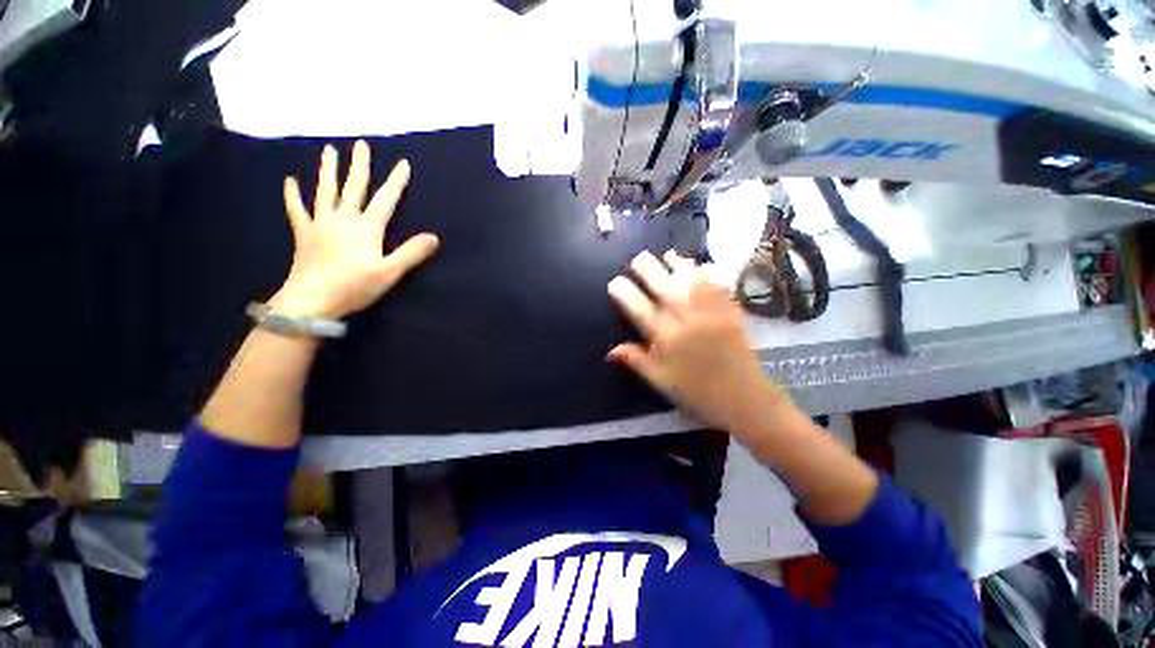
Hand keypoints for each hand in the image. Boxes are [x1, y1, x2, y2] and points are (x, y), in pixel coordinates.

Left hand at [271, 140, 438, 319]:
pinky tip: (290, 181)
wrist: (312, 300)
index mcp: (366, 227)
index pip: (386, 199)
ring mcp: (321, 224)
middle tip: (361, 144)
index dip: (396, 181)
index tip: (403, 163)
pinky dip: (293, 195)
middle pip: (353, 187)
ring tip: (329, 150)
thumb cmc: (354, 287)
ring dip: (328, 170)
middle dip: (360, 165)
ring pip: (326, 191)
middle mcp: (343, 218)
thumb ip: (411, 253)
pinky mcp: (304, 234)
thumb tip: (434, 237)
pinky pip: (297, 210)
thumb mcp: (389, 272)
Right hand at [608, 251, 785, 432]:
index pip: (639, 310)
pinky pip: (718, 288)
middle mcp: (687, 322)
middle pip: (664, 289)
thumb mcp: (662, 382)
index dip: (625, 294)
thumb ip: (637, 361)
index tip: (614, 282)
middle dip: (649, 270)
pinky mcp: (731, 314)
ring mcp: (711, 315)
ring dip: (678, 265)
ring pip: (691, 283)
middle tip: (638, 258)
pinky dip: (709, 274)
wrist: (744, 401)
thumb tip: (610, 350)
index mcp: (667, 340)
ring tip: (667, 254)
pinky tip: (702, 265)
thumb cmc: (698, 394)